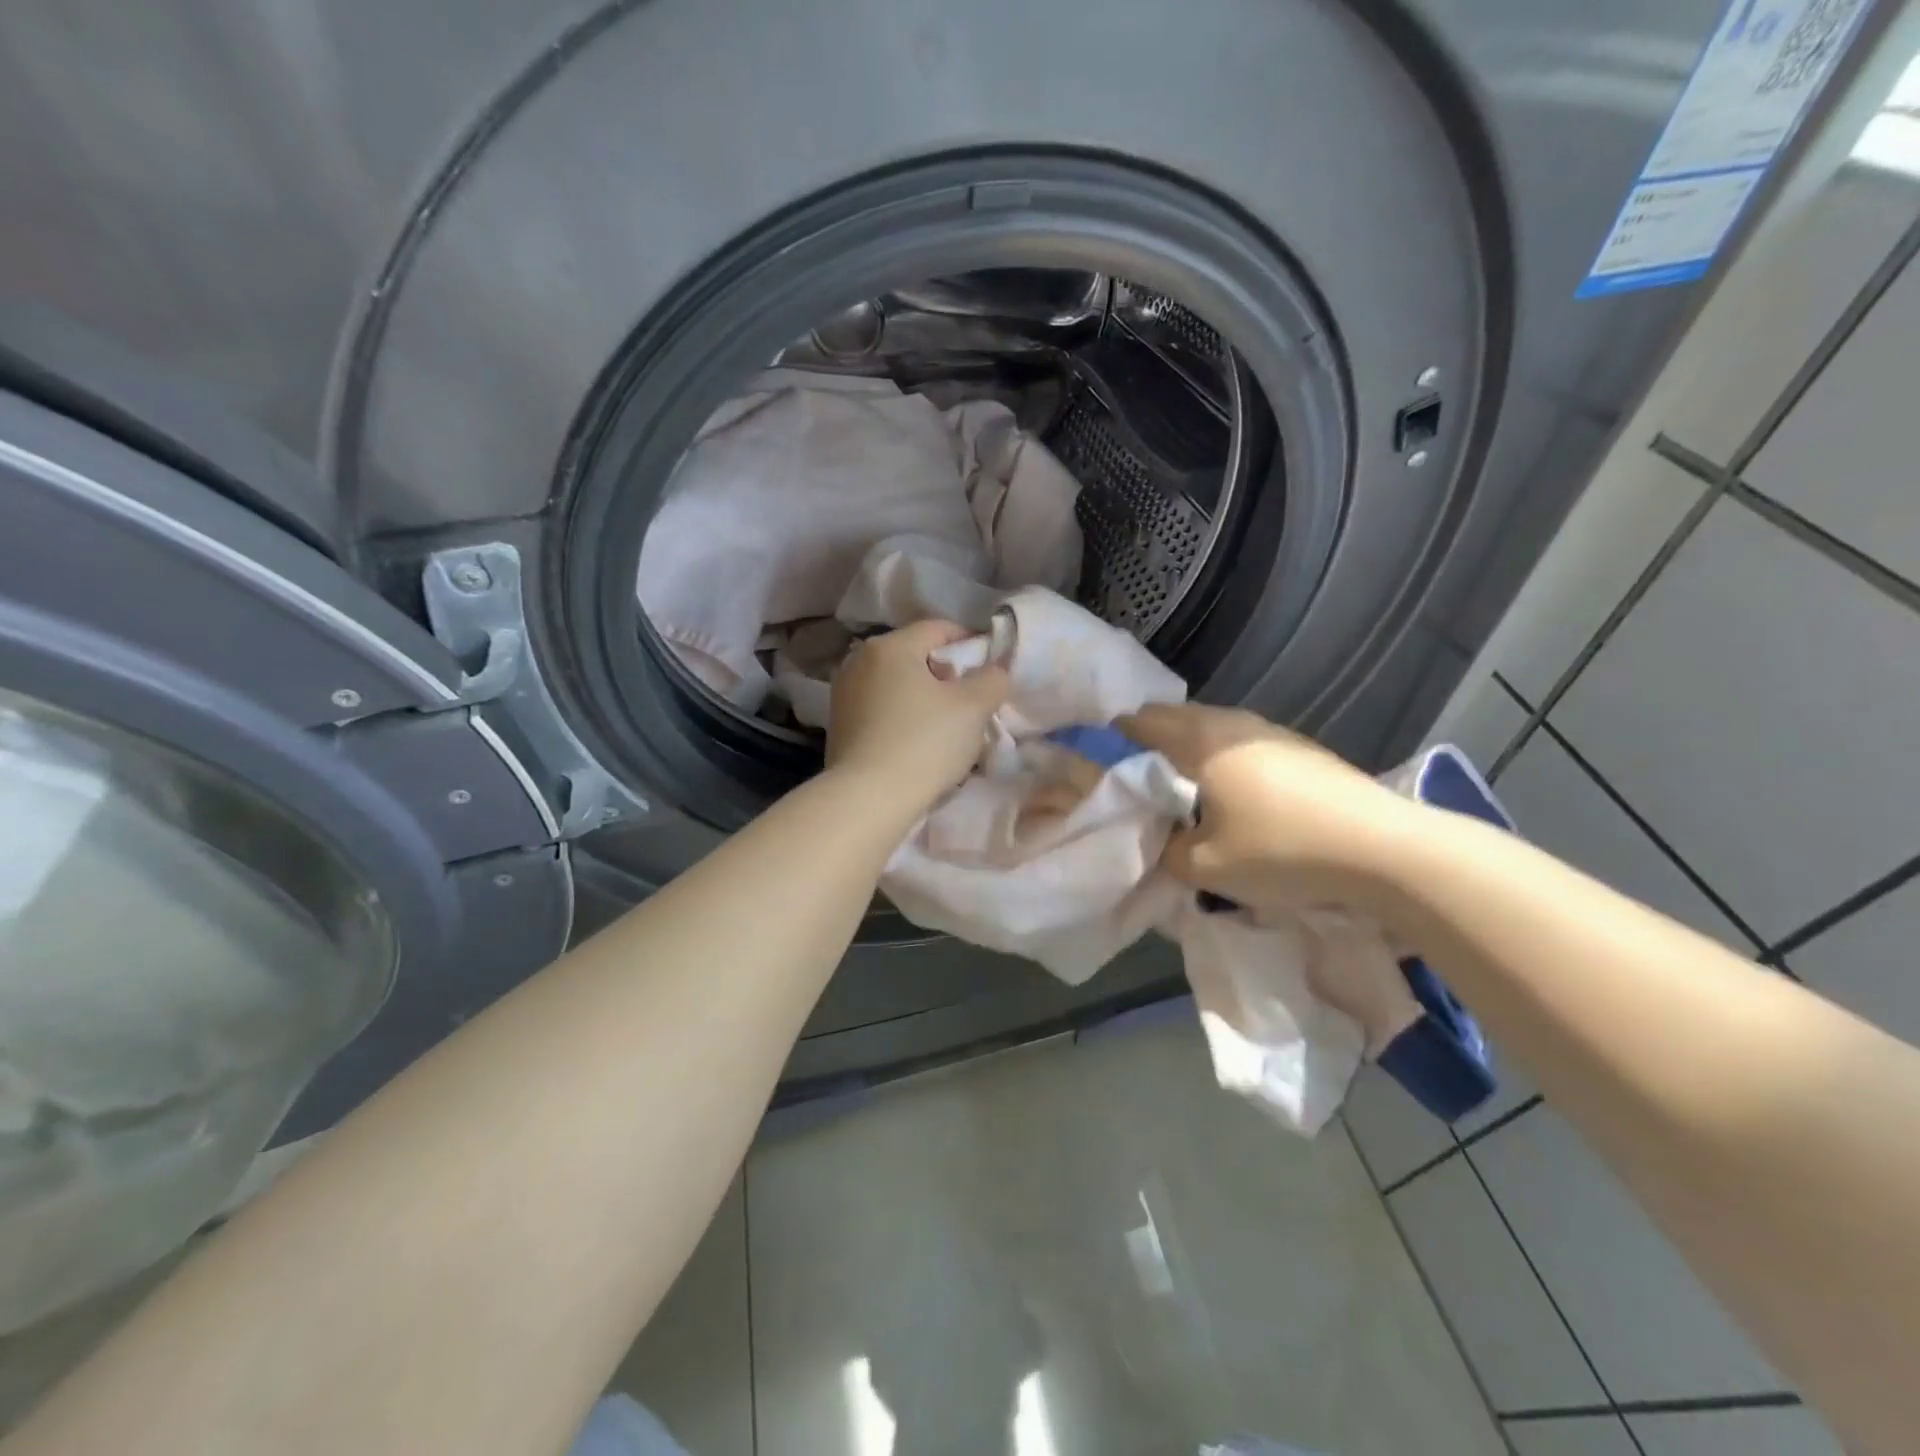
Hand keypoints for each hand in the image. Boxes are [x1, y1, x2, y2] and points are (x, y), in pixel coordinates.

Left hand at [826, 620, 1008, 812]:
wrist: (868, 799)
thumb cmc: (924, 743)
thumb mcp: (974, 707)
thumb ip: (993, 679)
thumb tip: (995, 670)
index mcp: (890, 646)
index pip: (940, 628)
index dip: (972, 644)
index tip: (991, 672)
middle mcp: (860, 661)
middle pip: (917, 656)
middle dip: (948, 675)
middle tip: (973, 704)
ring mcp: (845, 694)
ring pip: (899, 685)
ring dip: (926, 699)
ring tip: (948, 729)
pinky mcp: (840, 725)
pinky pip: (882, 709)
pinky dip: (904, 718)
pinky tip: (918, 744)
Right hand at [1116, 703, 1419, 912]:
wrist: (1383, 849)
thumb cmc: (1281, 851)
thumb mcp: (1205, 867)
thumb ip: (1166, 850)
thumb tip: (1162, 838)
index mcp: (1199, 740)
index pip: (1138, 722)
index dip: (1113, 741)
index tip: (1102, 769)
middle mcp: (1231, 722)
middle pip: (1174, 718)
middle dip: (1149, 745)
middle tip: (1140, 785)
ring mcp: (1271, 730)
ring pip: (1211, 728)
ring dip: (1189, 751)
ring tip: (1186, 791)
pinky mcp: (1300, 747)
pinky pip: (1242, 743)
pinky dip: (1224, 759)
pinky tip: (1236, 795)